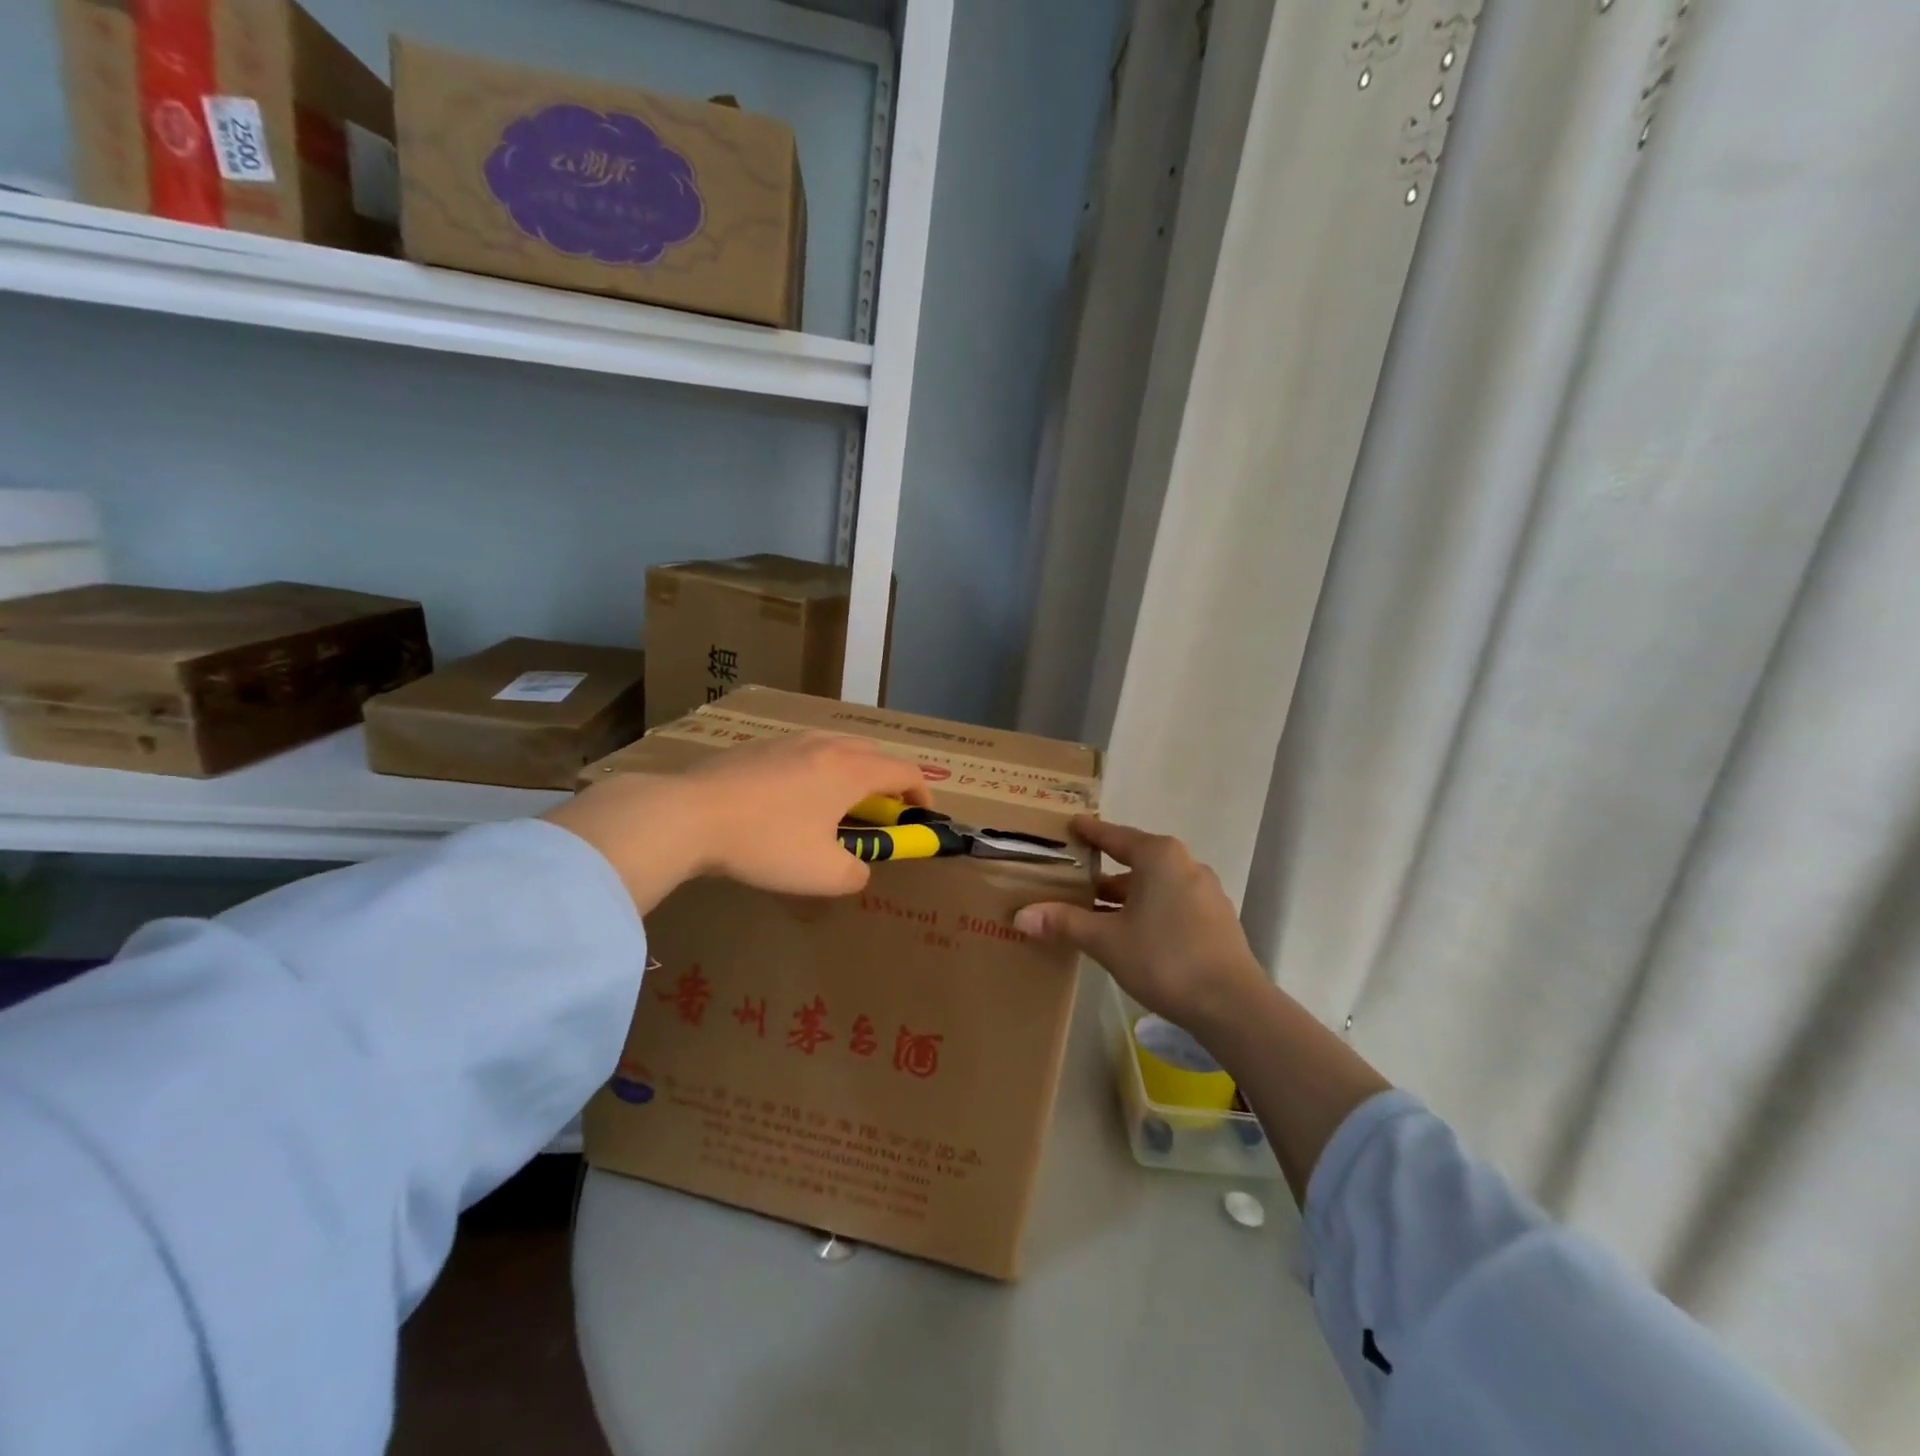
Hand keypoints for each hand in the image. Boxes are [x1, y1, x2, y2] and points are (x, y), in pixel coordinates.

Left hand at [543, 731, 929, 911]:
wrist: (689, 815)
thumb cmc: (766, 843)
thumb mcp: (822, 874)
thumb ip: (855, 873)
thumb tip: (858, 867)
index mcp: (851, 771)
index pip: (904, 771)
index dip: (922, 791)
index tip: (921, 813)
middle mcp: (826, 746)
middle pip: (872, 751)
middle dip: (886, 778)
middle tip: (880, 810)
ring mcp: (788, 741)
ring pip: (835, 745)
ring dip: (850, 769)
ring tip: (836, 801)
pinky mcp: (756, 746)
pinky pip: (802, 750)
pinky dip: (815, 768)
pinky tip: (790, 796)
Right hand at [1013, 817, 1270, 1032]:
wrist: (1232, 1004)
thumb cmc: (1164, 958)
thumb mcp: (1106, 940)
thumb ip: (1064, 923)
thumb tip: (1021, 916)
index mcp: (1159, 856)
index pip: (1114, 836)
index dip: (1089, 832)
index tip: (1070, 826)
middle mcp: (1185, 864)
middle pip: (1135, 859)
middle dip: (1104, 870)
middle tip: (1073, 877)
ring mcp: (1205, 891)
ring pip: (1154, 884)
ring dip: (1125, 895)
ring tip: (1095, 909)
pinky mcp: (1216, 919)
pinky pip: (1171, 902)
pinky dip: (1147, 909)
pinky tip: (1131, 932)